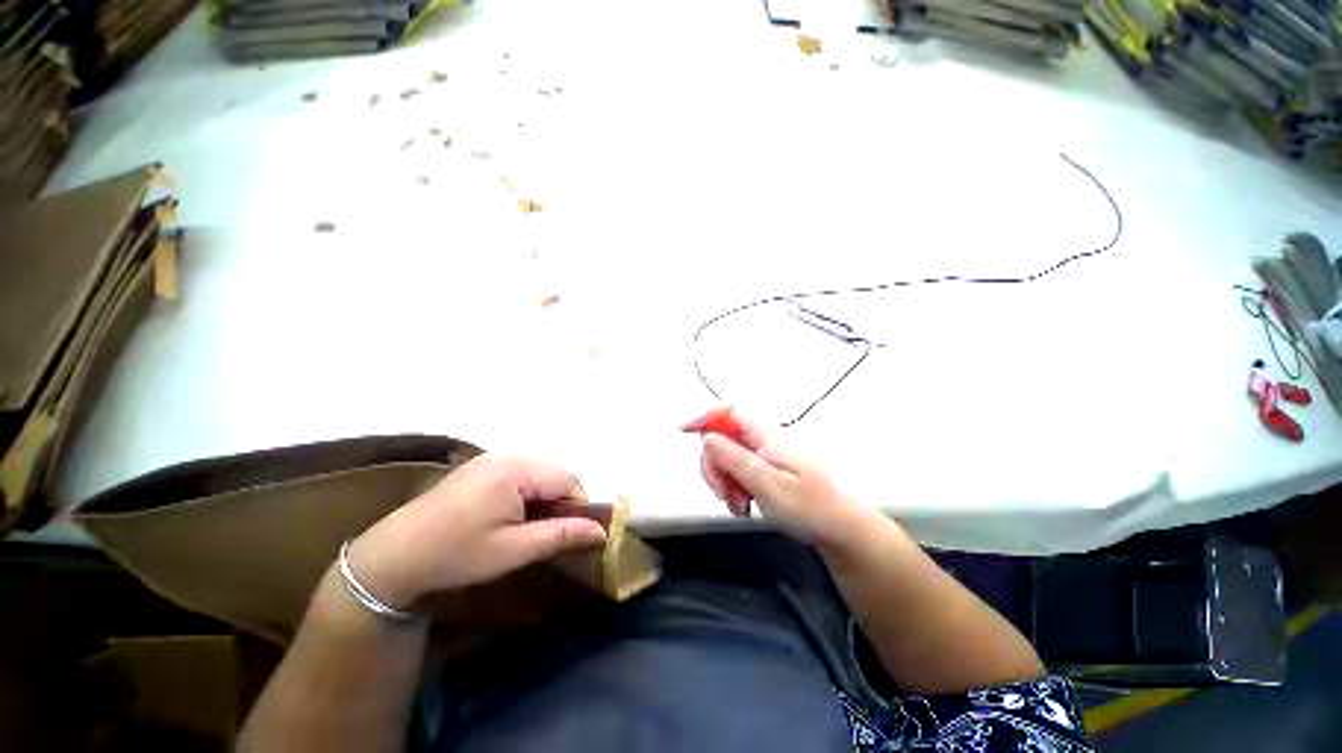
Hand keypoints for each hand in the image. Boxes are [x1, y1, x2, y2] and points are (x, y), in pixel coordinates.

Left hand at [347, 455, 606, 609]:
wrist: (393, 557)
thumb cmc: (456, 555)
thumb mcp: (513, 550)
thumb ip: (561, 535)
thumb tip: (601, 531)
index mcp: (515, 471)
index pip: (567, 479)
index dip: (577, 506)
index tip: (571, 534)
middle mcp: (506, 456)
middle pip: (553, 473)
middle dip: (560, 501)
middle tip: (548, 533)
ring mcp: (491, 460)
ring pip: (538, 473)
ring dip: (544, 497)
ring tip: (529, 527)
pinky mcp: (480, 468)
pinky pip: (519, 474)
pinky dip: (526, 493)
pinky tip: (511, 516)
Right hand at [683, 409, 877, 551]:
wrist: (839, 529)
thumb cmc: (810, 507)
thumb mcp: (767, 484)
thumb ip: (735, 459)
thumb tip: (707, 437)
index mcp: (765, 436)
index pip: (728, 411)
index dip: (705, 417)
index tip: (684, 431)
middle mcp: (762, 441)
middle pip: (721, 438)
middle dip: (714, 465)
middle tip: (725, 492)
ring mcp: (762, 456)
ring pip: (725, 458)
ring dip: (723, 481)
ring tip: (739, 504)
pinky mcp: (763, 471)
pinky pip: (736, 472)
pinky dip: (732, 488)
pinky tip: (743, 506)